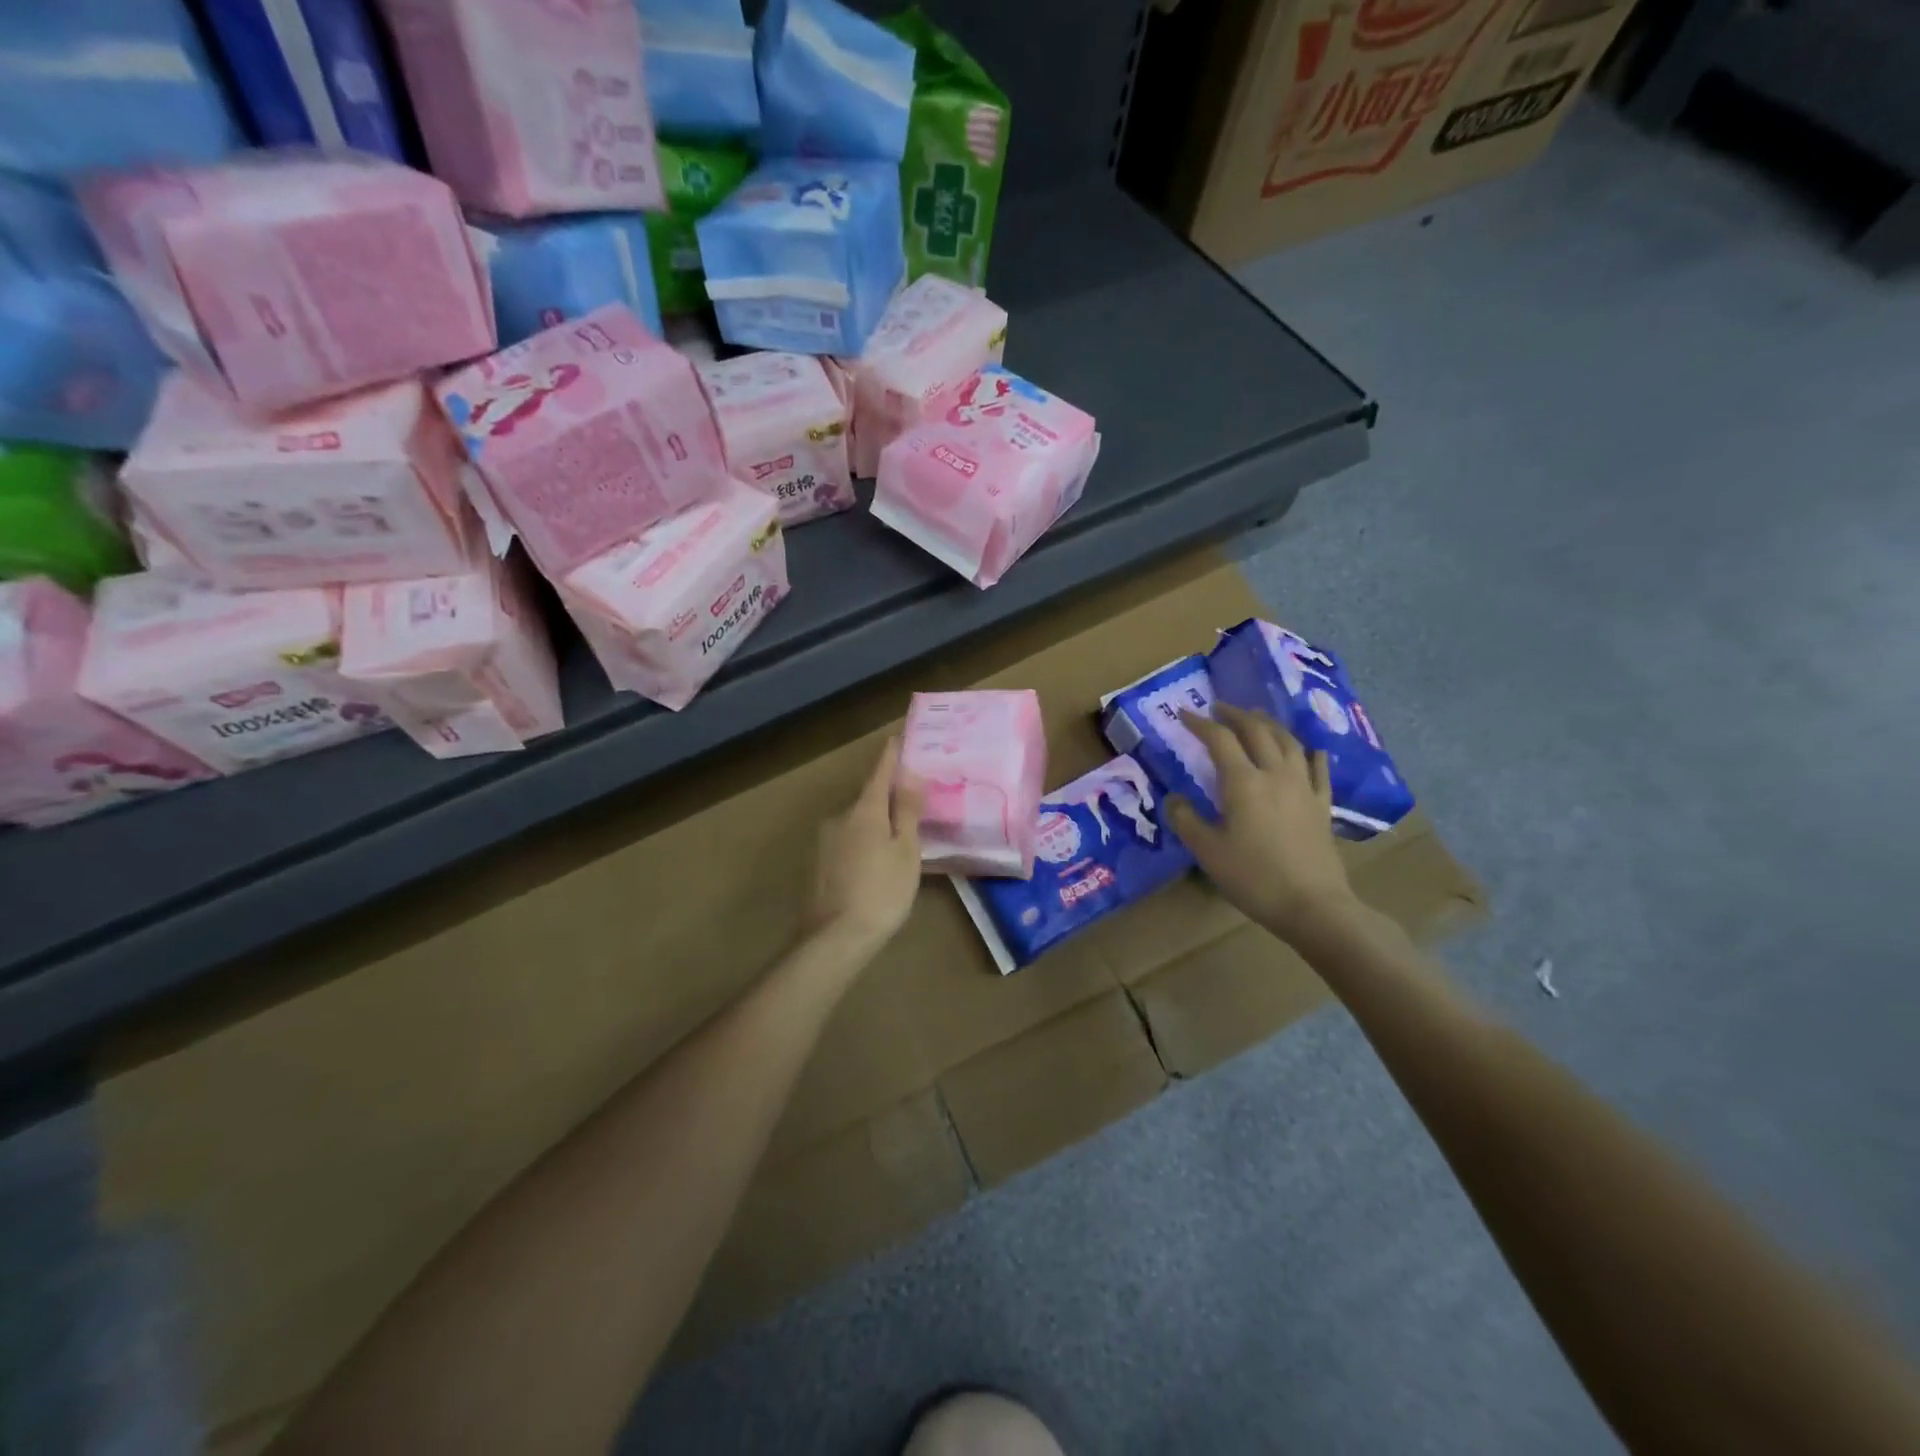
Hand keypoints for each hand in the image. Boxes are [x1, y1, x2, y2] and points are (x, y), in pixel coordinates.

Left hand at [807, 736, 924, 955]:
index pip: (880, 772)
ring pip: (856, 823)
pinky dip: (862, 845)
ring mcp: (824, 841)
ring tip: (897, 842)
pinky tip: (874, 865)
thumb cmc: (882, 891)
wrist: (835, 938)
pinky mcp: (817, 864)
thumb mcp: (906, 851)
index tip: (898, 736)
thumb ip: (908, 811)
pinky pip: (846, 843)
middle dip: (888, 798)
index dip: (891, 755)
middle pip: (868, 798)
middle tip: (912, 803)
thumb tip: (910, 774)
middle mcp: (839, 817)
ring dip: (874, 825)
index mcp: (864, 810)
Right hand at [1165, 704, 1357, 943]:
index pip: (1219, 740)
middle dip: (1236, 714)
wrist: (1313, 905)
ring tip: (1256, 719)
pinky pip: (1319, 770)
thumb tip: (1174, 798)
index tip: (1183, 714)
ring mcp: (1304, 787)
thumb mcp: (1207, 851)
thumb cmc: (1253, 878)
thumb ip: (1186, 820)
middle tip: (1219, 708)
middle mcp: (1275, 774)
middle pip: (1257, 731)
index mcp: (1243, 782)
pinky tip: (1310, 749)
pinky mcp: (1322, 805)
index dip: (1200, 724)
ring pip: (1288, 742)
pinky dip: (1310, 753)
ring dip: (1269, 724)